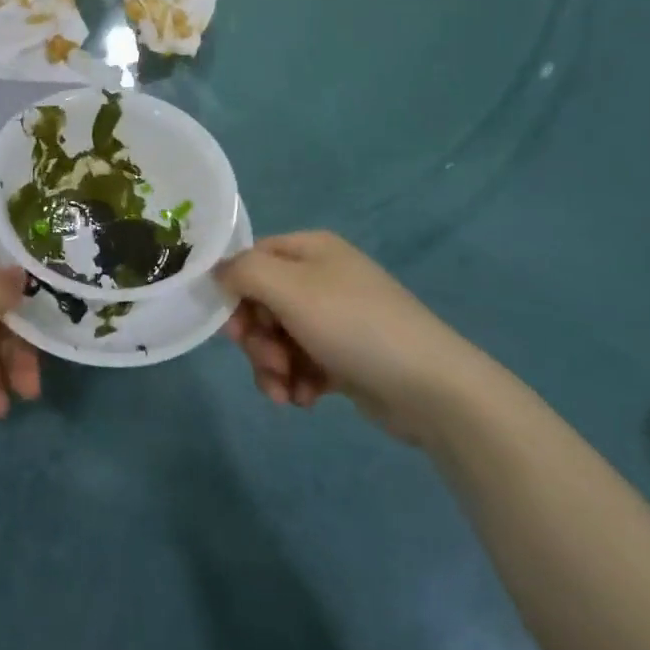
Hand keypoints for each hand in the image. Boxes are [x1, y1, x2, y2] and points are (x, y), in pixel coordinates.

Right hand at [217, 231, 491, 443]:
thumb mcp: (288, 288)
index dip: (235, 291)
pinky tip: (307, 400)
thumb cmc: (353, 325)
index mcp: (311, 250)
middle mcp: (322, 277)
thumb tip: (218, 273)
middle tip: (268, 362)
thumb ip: (243, 272)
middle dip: (257, 339)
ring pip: (280, 338)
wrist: (430, 388)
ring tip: (286, 392)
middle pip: (263, 302)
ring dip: (273, 366)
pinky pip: (303, 363)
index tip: (232, 327)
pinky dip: (298, 381)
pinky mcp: (346, 356)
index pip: (253, 259)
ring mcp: (336, 318)